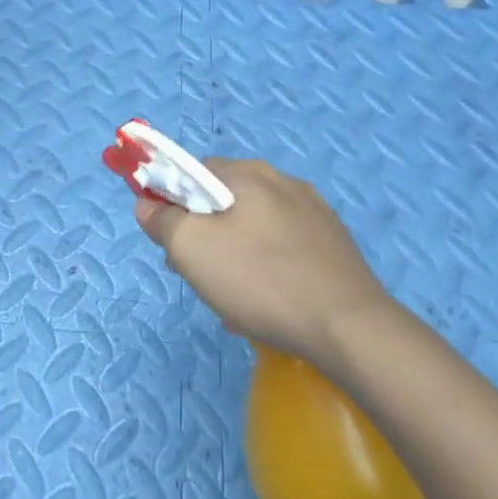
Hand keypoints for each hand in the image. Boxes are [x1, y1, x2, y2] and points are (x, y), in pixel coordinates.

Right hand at [134, 158, 389, 361]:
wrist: (349, 328)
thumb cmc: (260, 280)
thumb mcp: (190, 248)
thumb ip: (161, 219)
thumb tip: (147, 204)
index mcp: (248, 173)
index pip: (192, 170)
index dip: (171, 200)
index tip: (168, 238)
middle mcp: (283, 181)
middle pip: (222, 200)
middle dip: (202, 233)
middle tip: (198, 273)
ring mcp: (314, 212)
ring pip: (252, 226)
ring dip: (233, 254)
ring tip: (234, 298)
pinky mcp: (334, 244)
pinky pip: (282, 247)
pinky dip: (266, 267)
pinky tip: (268, 303)